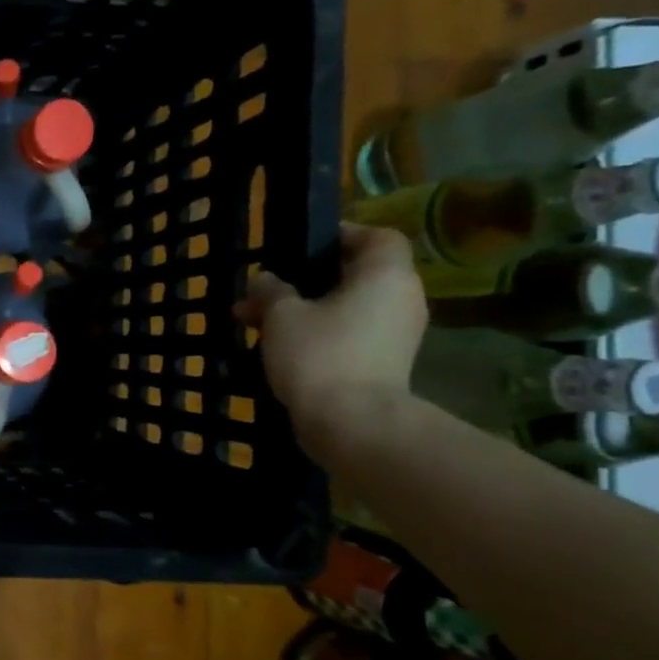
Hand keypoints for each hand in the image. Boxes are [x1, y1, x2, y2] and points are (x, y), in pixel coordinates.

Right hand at [234, 222, 427, 464]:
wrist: (352, 423)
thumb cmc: (320, 354)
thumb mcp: (281, 315)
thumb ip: (271, 291)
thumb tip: (265, 280)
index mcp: (385, 275)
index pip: (377, 237)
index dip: (342, 236)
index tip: (302, 248)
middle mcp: (401, 299)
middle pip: (355, 276)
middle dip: (306, 282)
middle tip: (264, 292)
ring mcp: (396, 335)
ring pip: (346, 309)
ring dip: (305, 311)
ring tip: (258, 324)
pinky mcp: (384, 364)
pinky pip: (349, 335)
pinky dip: (318, 335)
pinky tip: (279, 349)